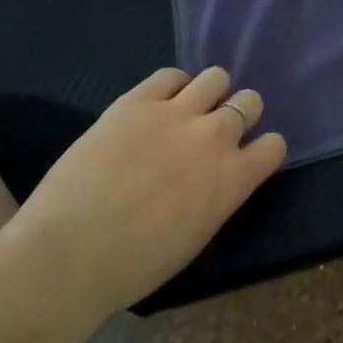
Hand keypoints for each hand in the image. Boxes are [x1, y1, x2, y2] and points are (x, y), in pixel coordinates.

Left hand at [0, 67, 285, 317]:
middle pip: (249, 102)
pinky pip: (170, 75)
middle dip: (238, 113)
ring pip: (216, 77)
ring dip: (210, 92)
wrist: (69, 253)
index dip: (262, 148)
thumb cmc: (132, 268)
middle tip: (215, 130)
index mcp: (233, 179)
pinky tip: (158, 103)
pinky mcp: (138, 99)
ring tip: (189, 108)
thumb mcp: (194, 237)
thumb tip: (214, 179)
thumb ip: (215, 197)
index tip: (247, 156)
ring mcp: (176, 112)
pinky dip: (172, 86)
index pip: (274, 145)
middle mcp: (214, 136)